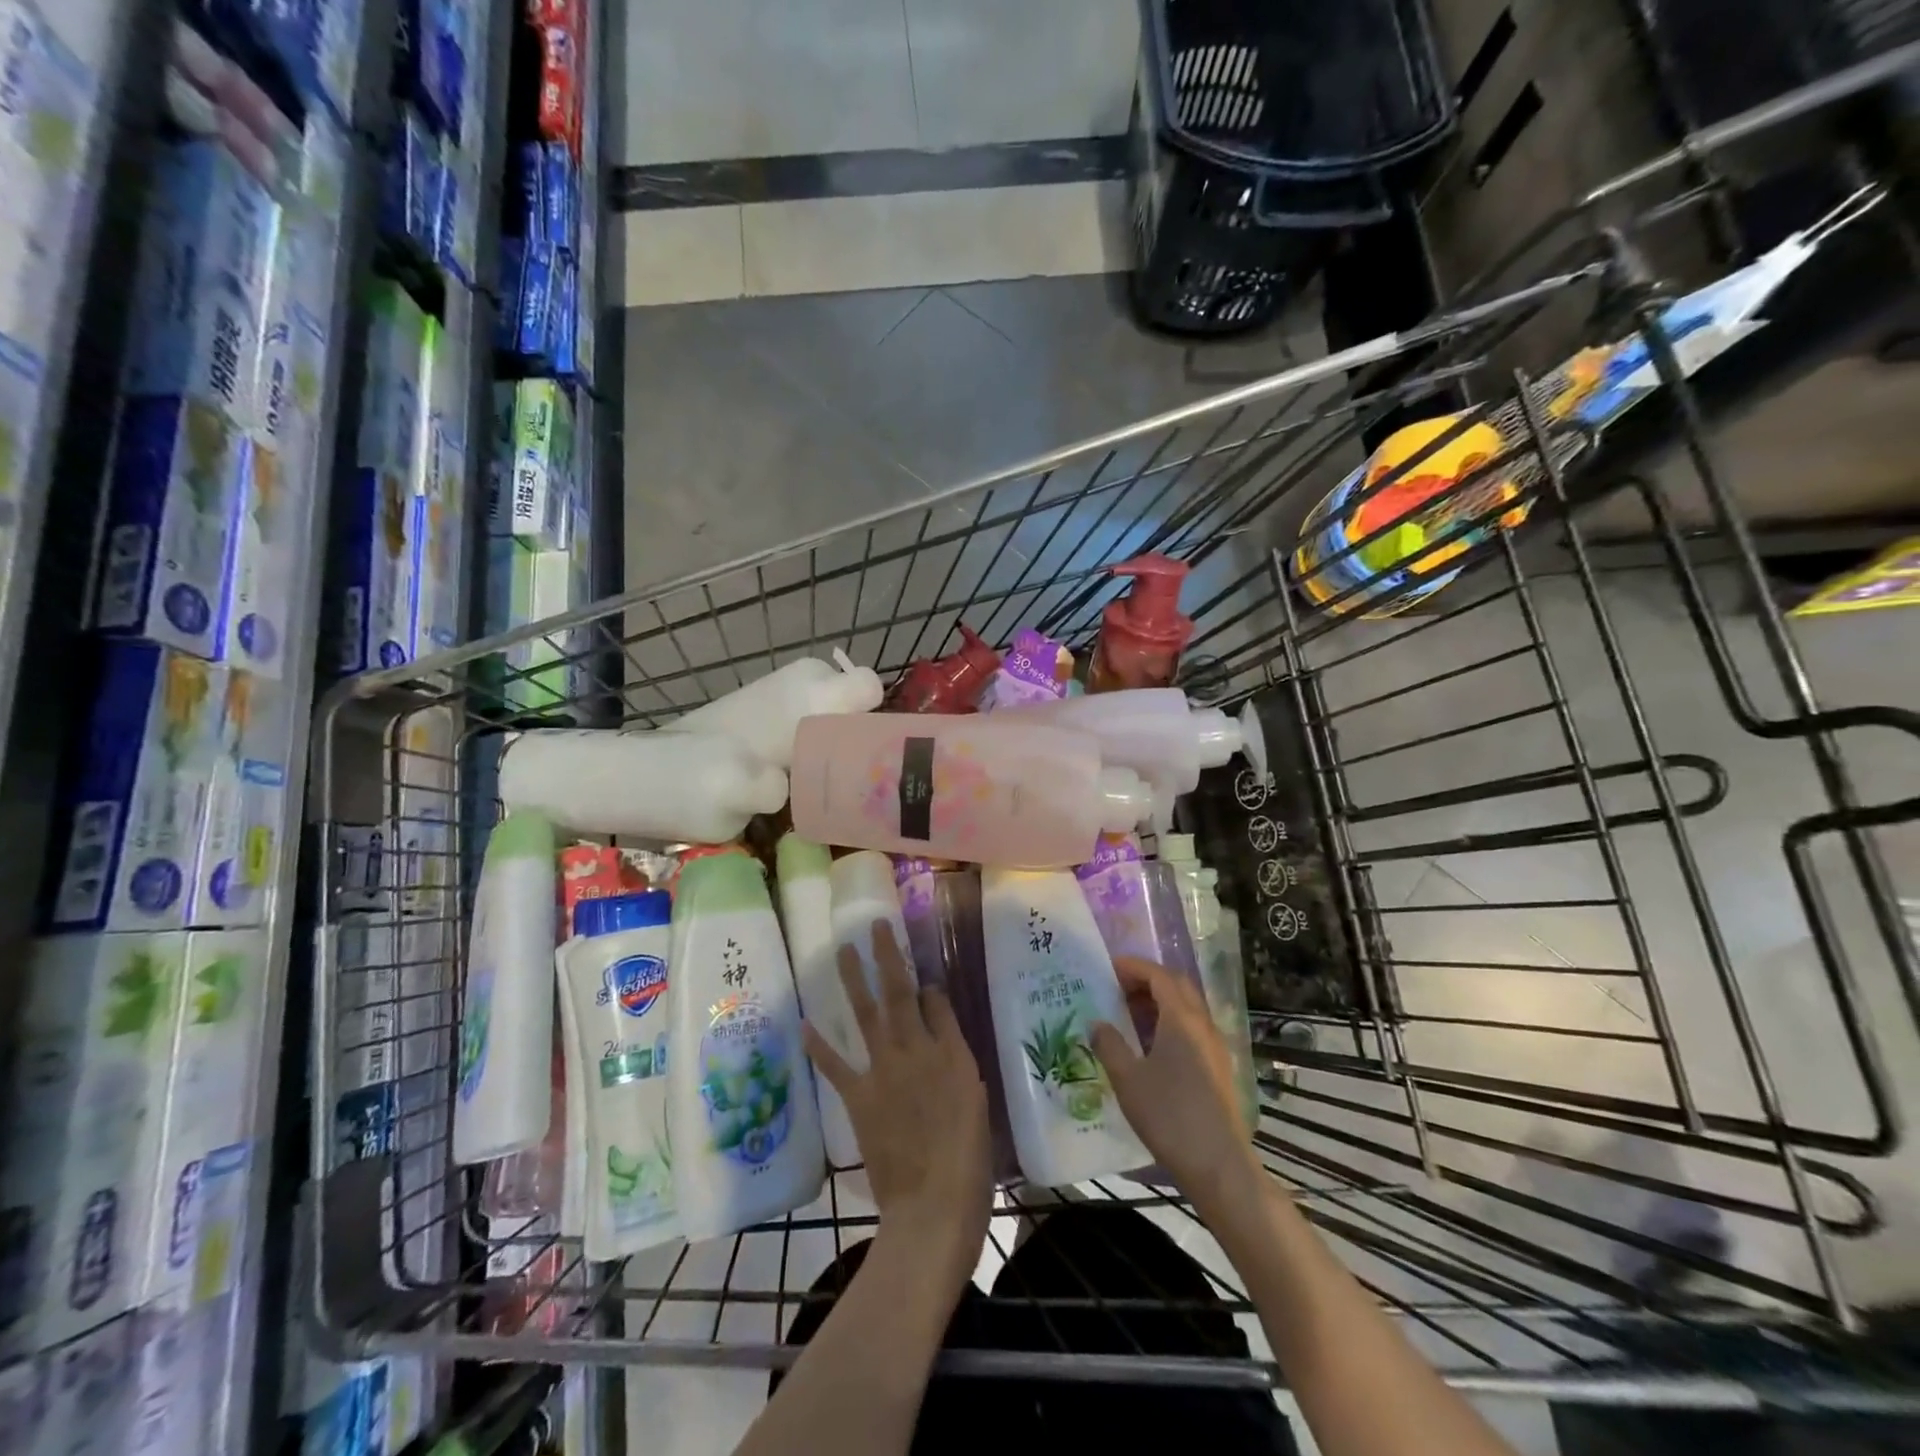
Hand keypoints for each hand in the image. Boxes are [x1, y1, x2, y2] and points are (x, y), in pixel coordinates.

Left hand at [802, 920, 991, 1303]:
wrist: (933, 1205)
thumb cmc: (968, 1161)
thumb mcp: (977, 1103)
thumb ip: (959, 1061)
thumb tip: (940, 1026)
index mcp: (952, 1054)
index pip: (936, 1004)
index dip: (926, 983)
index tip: (919, 970)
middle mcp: (917, 1050)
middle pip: (900, 994)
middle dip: (889, 957)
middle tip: (876, 927)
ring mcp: (884, 1071)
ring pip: (868, 1014)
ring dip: (855, 980)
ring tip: (844, 952)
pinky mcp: (860, 1097)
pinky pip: (836, 1065)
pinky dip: (820, 1045)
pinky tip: (806, 1023)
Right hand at [1091, 956, 1258, 1211]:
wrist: (1219, 1166)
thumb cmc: (1169, 1116)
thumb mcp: (1128, 1079)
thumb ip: (1110, 1045)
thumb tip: (1097, 1023)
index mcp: (1182, 1019)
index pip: (1159, 976)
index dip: (1134, 967)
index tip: (1109, 968)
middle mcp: (1203, 1025)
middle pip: (1177, 986)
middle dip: (1148, 979)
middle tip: (1118, 988)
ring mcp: (1215, 1047)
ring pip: (1187, 1008)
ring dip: (1159, 1002)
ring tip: (1129, 1015)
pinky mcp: (1219, 1068)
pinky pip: (1192, 1029)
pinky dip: (1170, 1022)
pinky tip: (1151, 1047)